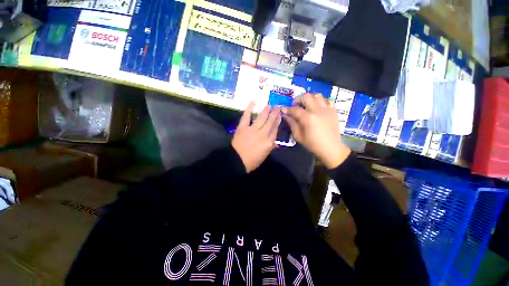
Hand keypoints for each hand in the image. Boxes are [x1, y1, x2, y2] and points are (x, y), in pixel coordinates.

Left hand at [232, 101, 281, 172]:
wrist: (237, 161)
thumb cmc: (252, 161)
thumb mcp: (264, 155)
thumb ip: (270, 147)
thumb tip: (275, 143)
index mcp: (268, 142)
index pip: (275, 130)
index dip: (278, 122)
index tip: (280, 116)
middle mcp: (263, 134)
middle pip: (270, 122)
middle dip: (274, 113)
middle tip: (277, 106)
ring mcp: (252, 130)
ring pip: (261, 118)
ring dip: (266, 110)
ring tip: (269, 104)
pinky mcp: (243, 127)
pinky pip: (246, 116)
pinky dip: (249, 108)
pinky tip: (253, 101)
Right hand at [283, 93, 350, 168]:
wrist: (331, 148)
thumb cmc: (313, 144)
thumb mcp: (299, 136)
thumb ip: (292, 124)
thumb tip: (286, 115)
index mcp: (308, 118)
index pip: (295, 109)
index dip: (287, 109)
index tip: (283, 109)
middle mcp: (318, 110)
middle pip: (306, 97)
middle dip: (298, 99)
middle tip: (295, 105)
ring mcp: (327, 109)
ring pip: (317, 95)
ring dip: (310, 98)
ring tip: (306, 104)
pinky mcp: (333, 111)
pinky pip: (328, 100)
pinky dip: (321, 100)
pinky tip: (318, 106)